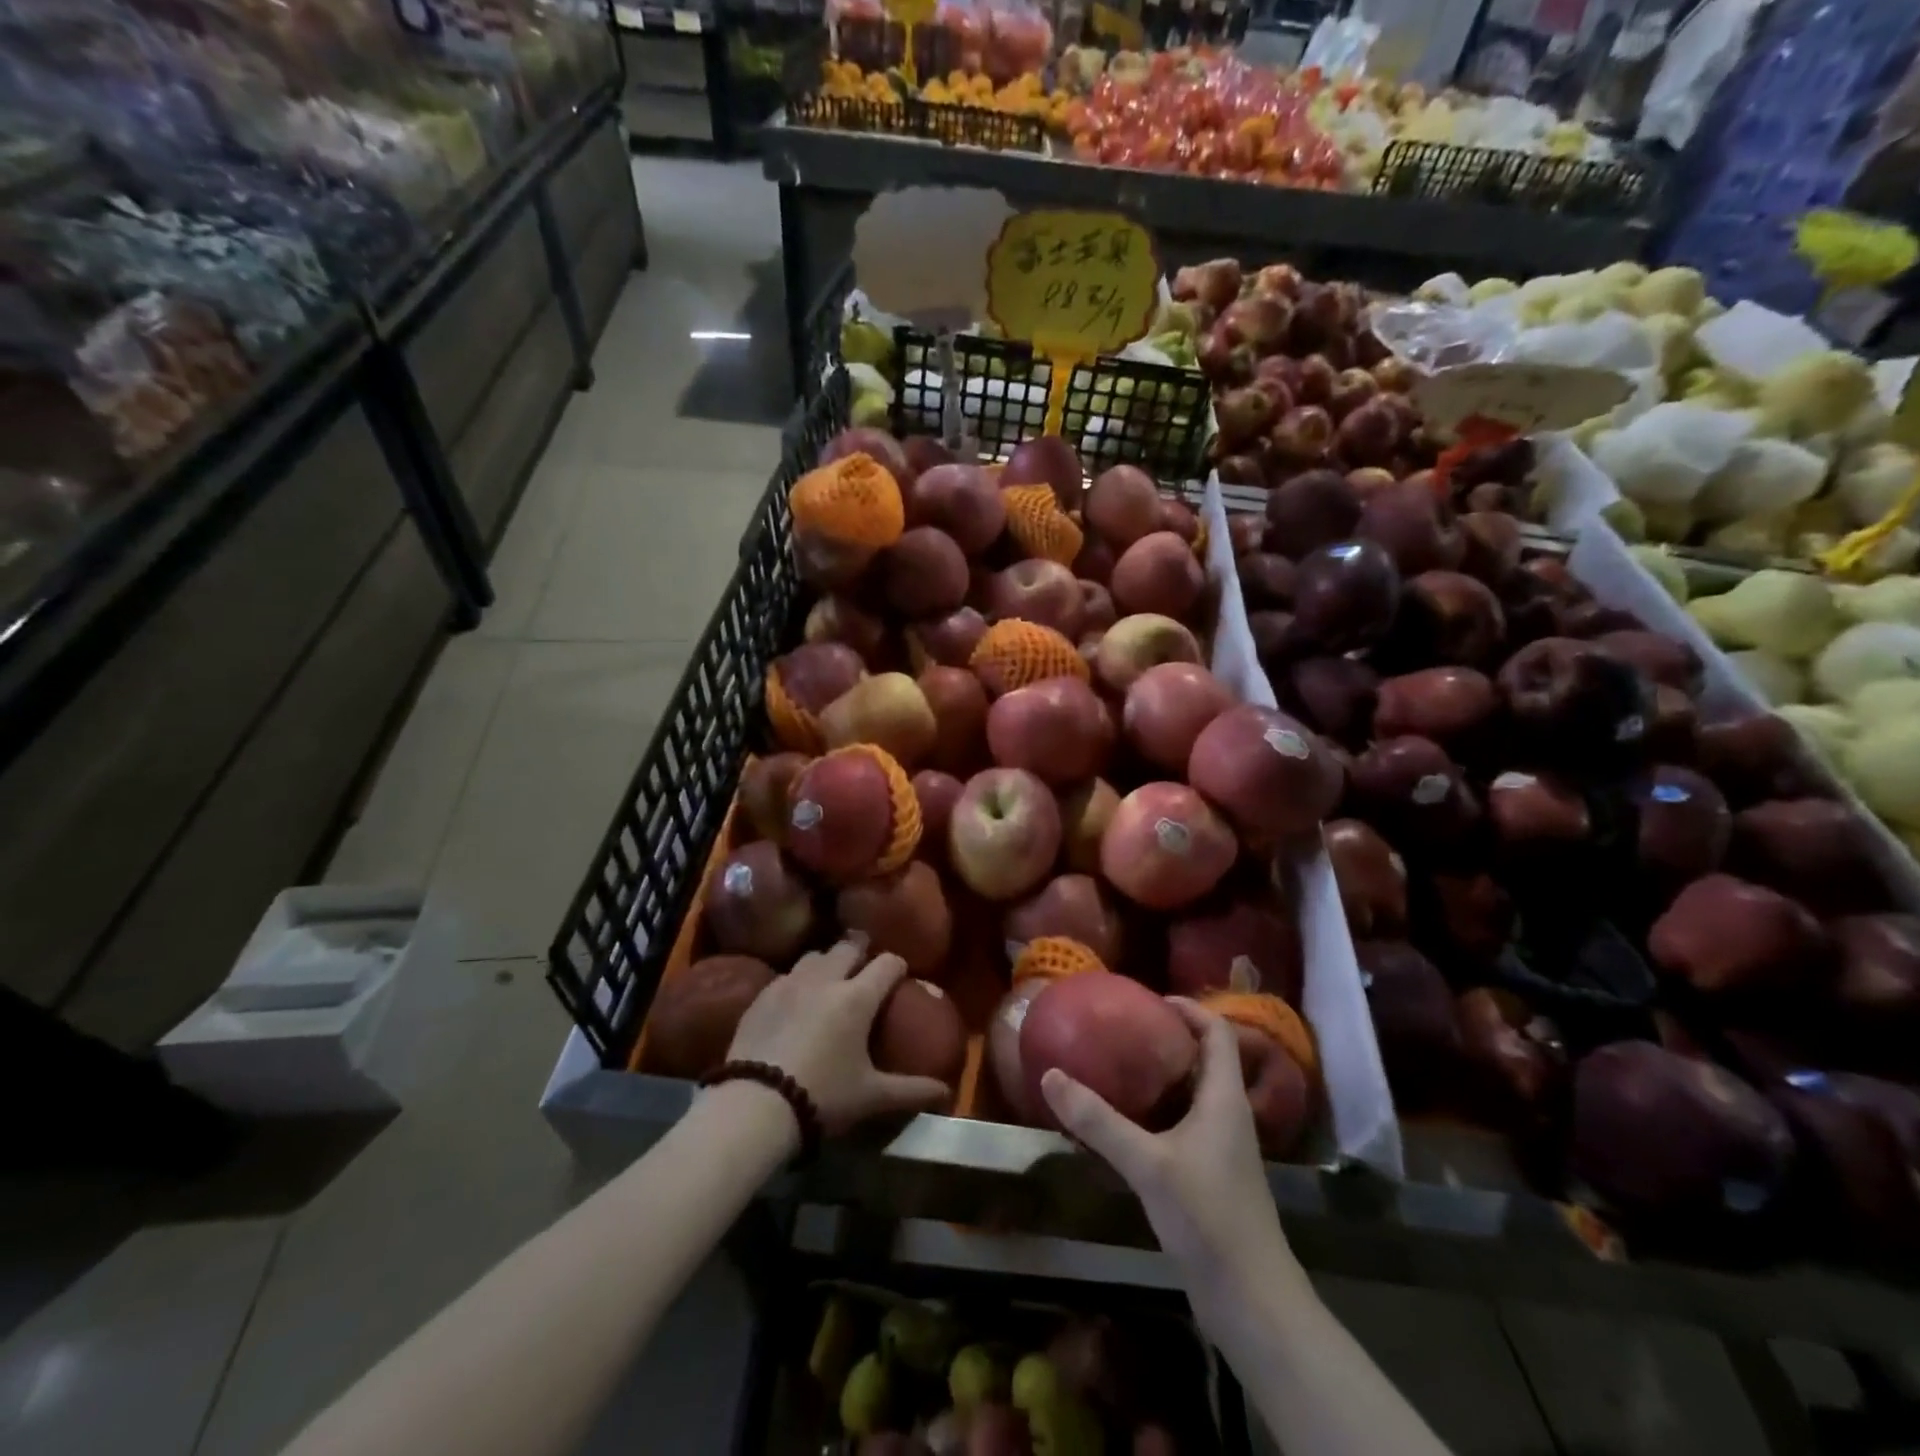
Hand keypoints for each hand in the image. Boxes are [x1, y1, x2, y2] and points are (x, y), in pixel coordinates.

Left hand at [724, 938, 951, 1134]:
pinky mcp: (761, 996)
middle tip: (866, 963)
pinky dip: (798, 980)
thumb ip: (911, 1090)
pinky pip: (786, 976)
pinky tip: (796, 1000)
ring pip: (814, 955)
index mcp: (857, 997)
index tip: (900, 976)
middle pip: (848, 946)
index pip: (887, 963)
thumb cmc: (823, 1096)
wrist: (755, 1105)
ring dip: (827, 960)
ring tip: (830, 977)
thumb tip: (945, 1091)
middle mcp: (825, 979)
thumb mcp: (872, 1097)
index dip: (897, 966)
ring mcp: (789, 983)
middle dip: (862, 950)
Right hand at [1040, 999, 1296, 1296]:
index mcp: (1224, 1097)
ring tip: (1118, 1066)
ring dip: (1162, 1076)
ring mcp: (1222, 1147)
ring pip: (1194, 1093)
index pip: (1217, 1032)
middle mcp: (1228, 1114)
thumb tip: (1051, 1075)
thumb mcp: (1147, 1163)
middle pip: (1205, 1058)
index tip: (1149, 999)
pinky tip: (1126, 1122)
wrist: (1250, 1299)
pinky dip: (1159, 1111)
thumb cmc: (1207, 1216)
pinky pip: (1185, 1124)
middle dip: (1168, 1038)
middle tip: (1123, 1029)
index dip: (1189, 1008)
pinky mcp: (1211, 1175)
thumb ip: (1099, 1120)